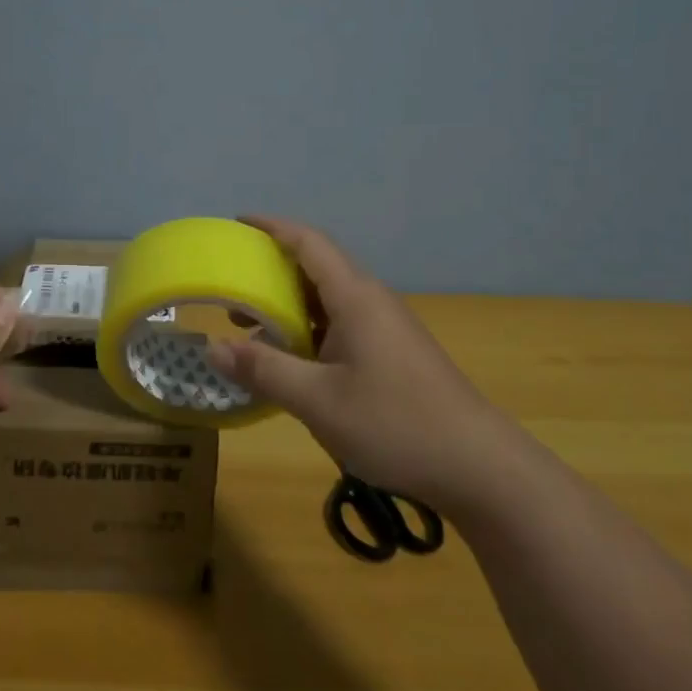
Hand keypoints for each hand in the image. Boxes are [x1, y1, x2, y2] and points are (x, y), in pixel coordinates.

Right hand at [210, 217, 512, 511]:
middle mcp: (371, 302)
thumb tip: (211, 347)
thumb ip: (263, 370)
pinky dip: (308, 329)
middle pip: (316, 267)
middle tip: (232, 285)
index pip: (308, 242)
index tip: (237, 223)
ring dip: (289, 305)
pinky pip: (341, 325)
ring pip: (328, 300)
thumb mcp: (317, 400)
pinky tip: (293, 360)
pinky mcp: (393, 354)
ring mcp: (386, 328)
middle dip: (272, 270)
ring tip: (250, 325)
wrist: (479, 468)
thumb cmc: (395, 424)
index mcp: (355, 297)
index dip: (272, 227)